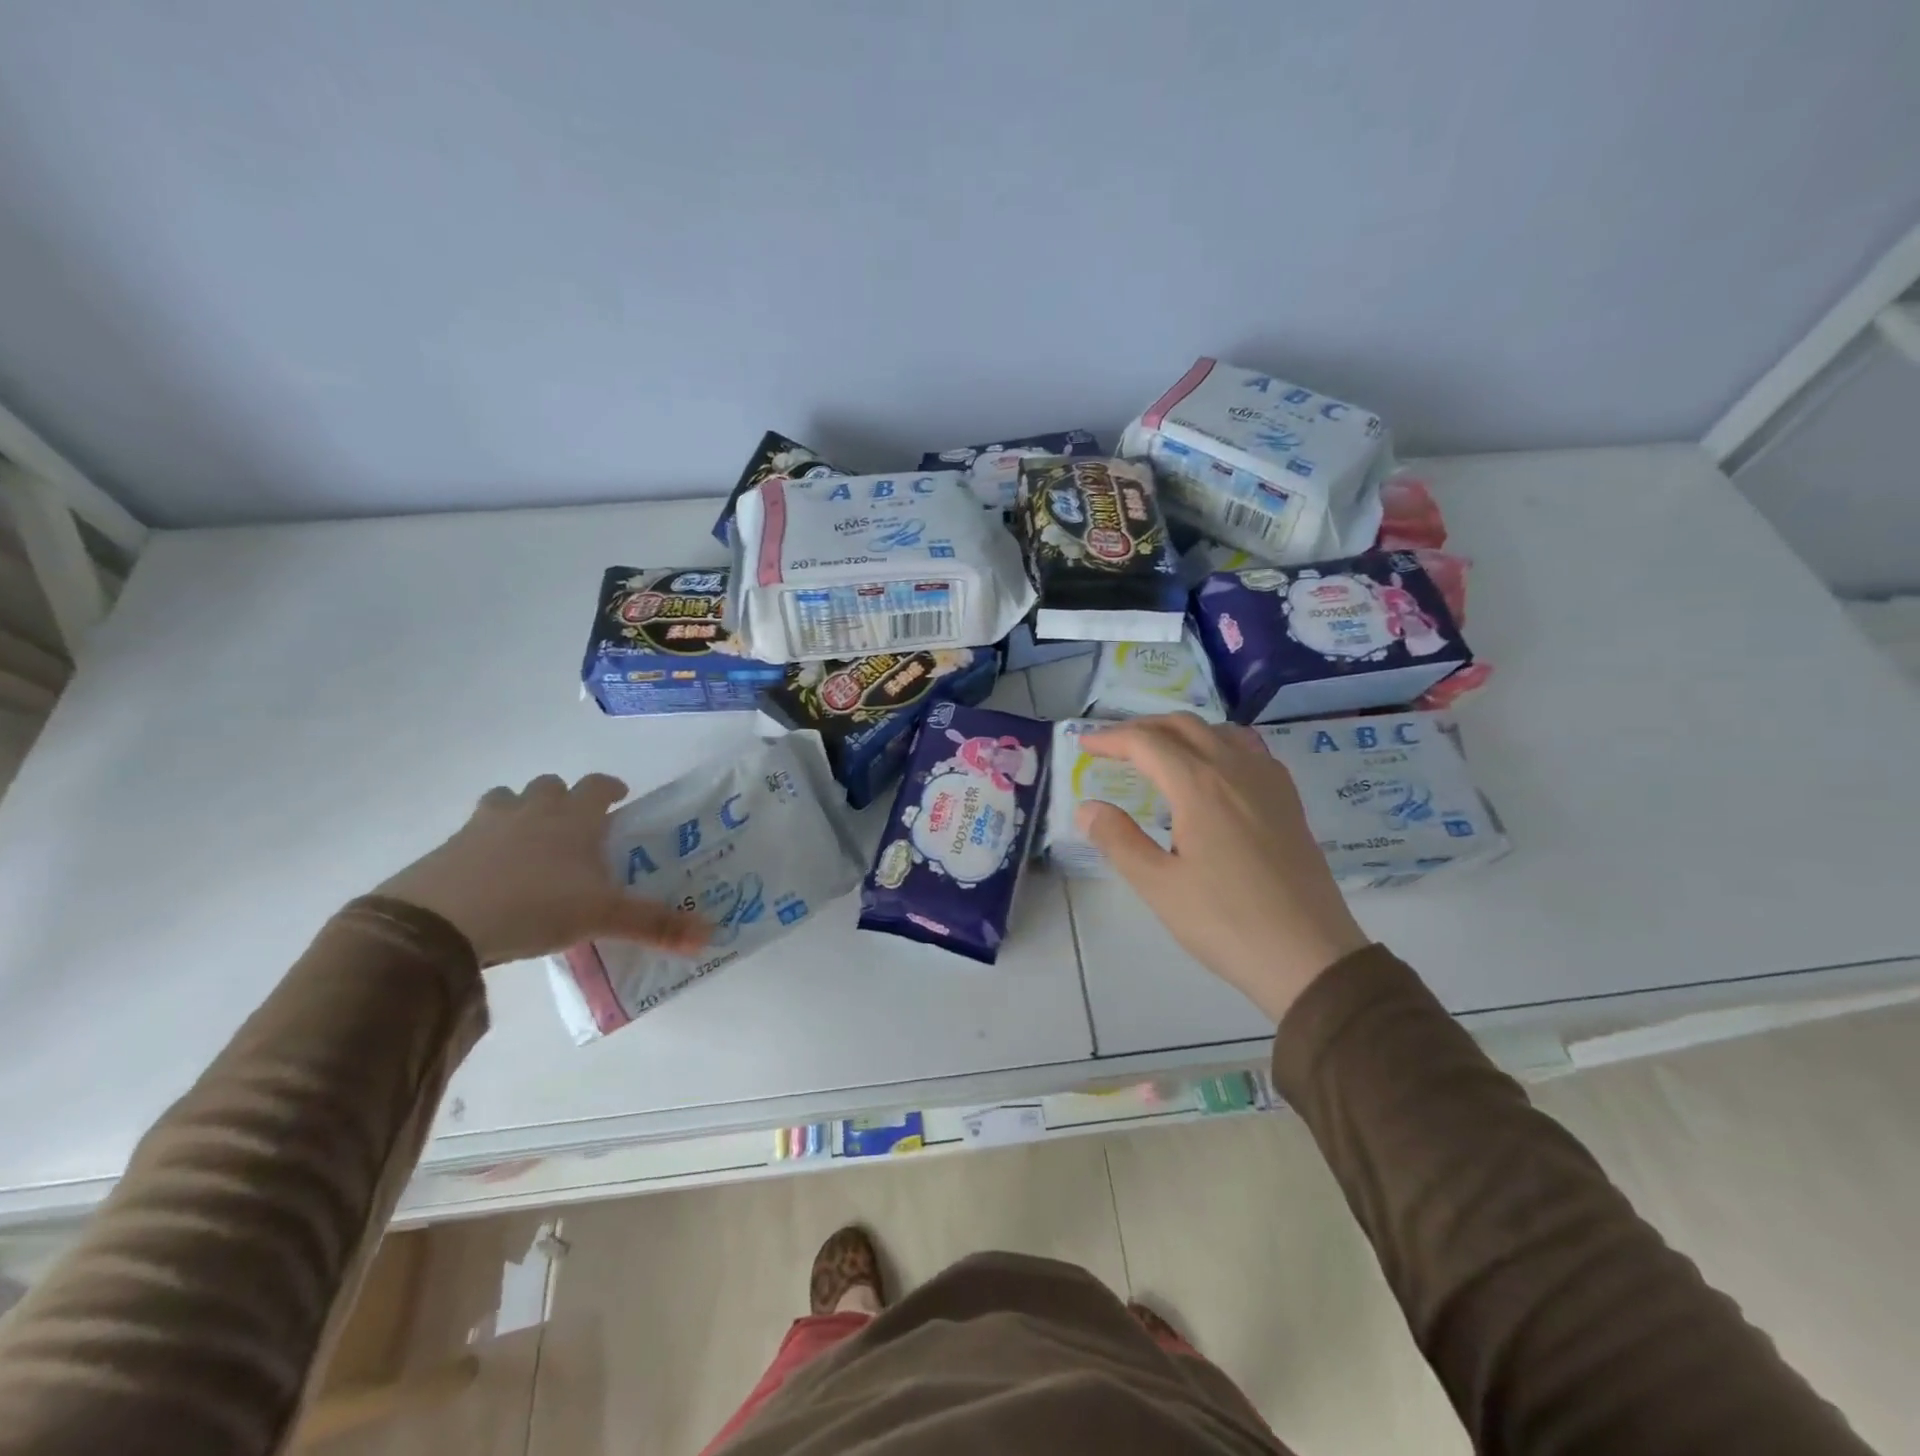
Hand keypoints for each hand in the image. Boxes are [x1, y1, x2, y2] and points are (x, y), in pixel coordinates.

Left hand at [376, 773, 706, 965]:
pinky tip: (490, 875)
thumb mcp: (603, 918)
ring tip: (528, 842)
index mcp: (573, 817)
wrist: (440, 921)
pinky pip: (473, 833)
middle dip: (564, 799)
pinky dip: (485, 843)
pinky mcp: (448, 848)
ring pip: (506, 799)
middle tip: (575, 826)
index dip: (610, 788)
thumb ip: (655, 925)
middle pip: (549, 786)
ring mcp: (485, 825)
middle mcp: (531, 810)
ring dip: (520, 810)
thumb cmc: (536, 905)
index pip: (598, 786)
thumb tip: (711, 936)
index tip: (619, 796)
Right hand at [1074, 715, 1367, 1022]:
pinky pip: (1249, 749)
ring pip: (1219, 731)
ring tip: (1158, 751)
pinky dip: (1218, 743)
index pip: (1146, 743)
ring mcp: (1268, 781)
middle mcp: (1235, 770)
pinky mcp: (1288, 800)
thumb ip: (1118, 840)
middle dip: (1142, 728)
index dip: (1110, 739)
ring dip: (1181, 731)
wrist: (1310, 955)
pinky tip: (1214, 769)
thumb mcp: (1159, 886)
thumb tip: (1088, 808)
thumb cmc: (1226, 922)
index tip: (1084, 746)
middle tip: (1113, 746)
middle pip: (1183, 726)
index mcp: (1199, 786)